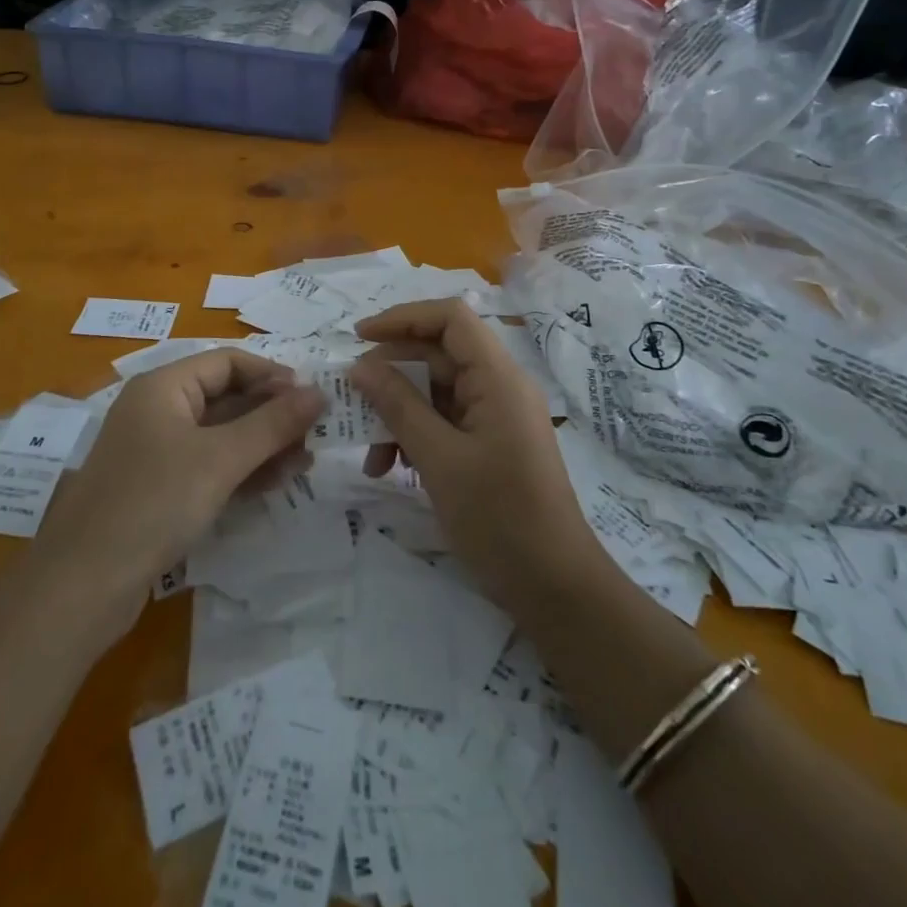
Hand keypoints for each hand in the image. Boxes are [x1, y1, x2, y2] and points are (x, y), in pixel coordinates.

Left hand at [31, 351, 325, 628]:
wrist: (83, 585)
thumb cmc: (154, 502)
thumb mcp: (221, 459)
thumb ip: (273, 423)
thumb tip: (320, 392)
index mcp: (164, 387)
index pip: (228, 362)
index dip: (271, 375)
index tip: (311, 398)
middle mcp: (158, 411)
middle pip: (226, 398)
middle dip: (272, 416)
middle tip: (315, 435)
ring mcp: (157, 452)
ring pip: (221, 436)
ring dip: (262, 446)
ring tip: (304, 464)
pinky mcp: (159, 490)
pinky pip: (209, 467)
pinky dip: (241, 471)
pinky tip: (274, 484)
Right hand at [351, 299, 601, 612]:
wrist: (554, 588)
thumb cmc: (499, 518)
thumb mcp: (438, 459)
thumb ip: (398, 406)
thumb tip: (360, 366)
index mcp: (498, 378)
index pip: (450, 318)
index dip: (403, 318)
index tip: (358, 338)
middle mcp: (501, 386)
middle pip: (439, 354)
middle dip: (391, 374)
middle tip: (352, 399)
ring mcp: (497, 416)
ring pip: (437, 391)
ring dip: (399, 413)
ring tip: (371, 455)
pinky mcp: (492, 443)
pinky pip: (446, 421)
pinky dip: (416, 436)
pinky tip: (391, 467)